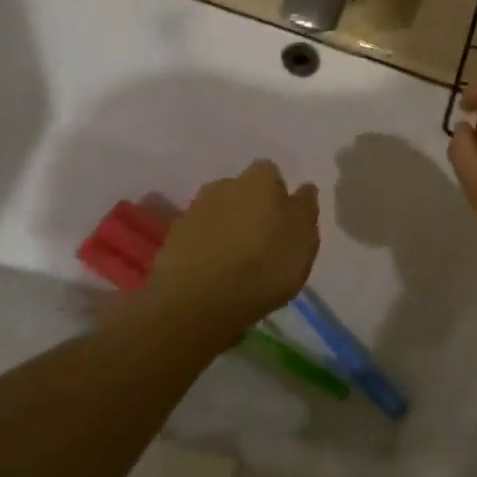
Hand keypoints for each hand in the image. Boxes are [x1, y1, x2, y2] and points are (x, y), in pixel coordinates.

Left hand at [135, 161, 319, 337]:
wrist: (197, 303)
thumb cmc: (264, 266)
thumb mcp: (304, 239)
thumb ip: (305, 208)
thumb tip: (304, 188)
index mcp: (259, 180)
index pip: (271, 172)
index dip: (278, 193)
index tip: (284, 219)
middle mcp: (224, 185)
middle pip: (241, 191)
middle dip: (249, 208)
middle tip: (261, 239)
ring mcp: (193, 212)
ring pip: (217, 213)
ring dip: (226, 228)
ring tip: (236, 261)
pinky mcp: (171, 240)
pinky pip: (197, 238)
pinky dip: (205, 249)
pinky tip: (214, 273)